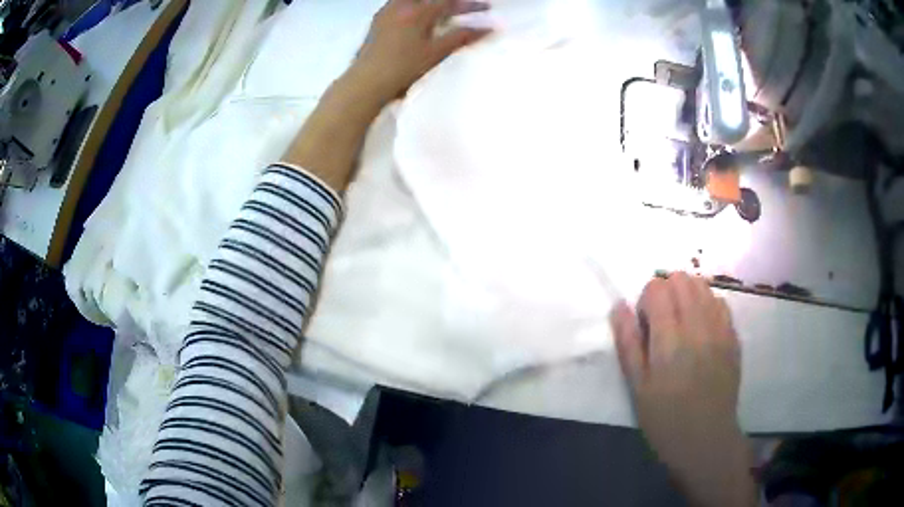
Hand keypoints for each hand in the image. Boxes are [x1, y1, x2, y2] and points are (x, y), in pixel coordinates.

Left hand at [346, 0, 490, 105]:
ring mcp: (386, 13)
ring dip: (430, 4)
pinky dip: (414, 7)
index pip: (449, 1)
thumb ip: (462, 37)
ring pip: (412, 1)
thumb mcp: (436, 53)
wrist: (366, 82)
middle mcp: (401, 6)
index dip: (470, 3)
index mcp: (418, 12)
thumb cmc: (403, 68)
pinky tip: (416, 16)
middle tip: (463, 8)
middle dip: (449, 2)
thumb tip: (489, 28)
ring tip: (442, 11)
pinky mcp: (376, 22)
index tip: (487, 6)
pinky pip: (399, 5)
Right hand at [610, 273, 755, 506]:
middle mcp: (698, 325)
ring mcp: (721, 328)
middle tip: (662, 322)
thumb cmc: (665, 419)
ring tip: (682, 322)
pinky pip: (720, 301)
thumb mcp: (637, 387)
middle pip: (681, 279)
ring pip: (702, 285)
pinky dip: (706, 305)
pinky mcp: (734, 336)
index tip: (645, 325)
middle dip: (666, 292)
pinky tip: (701, 328)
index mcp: (670, 339)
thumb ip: (628, 343)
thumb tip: (619, 305)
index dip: (645, 300)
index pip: (656, 287)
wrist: (706, 439)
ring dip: (687, 294)